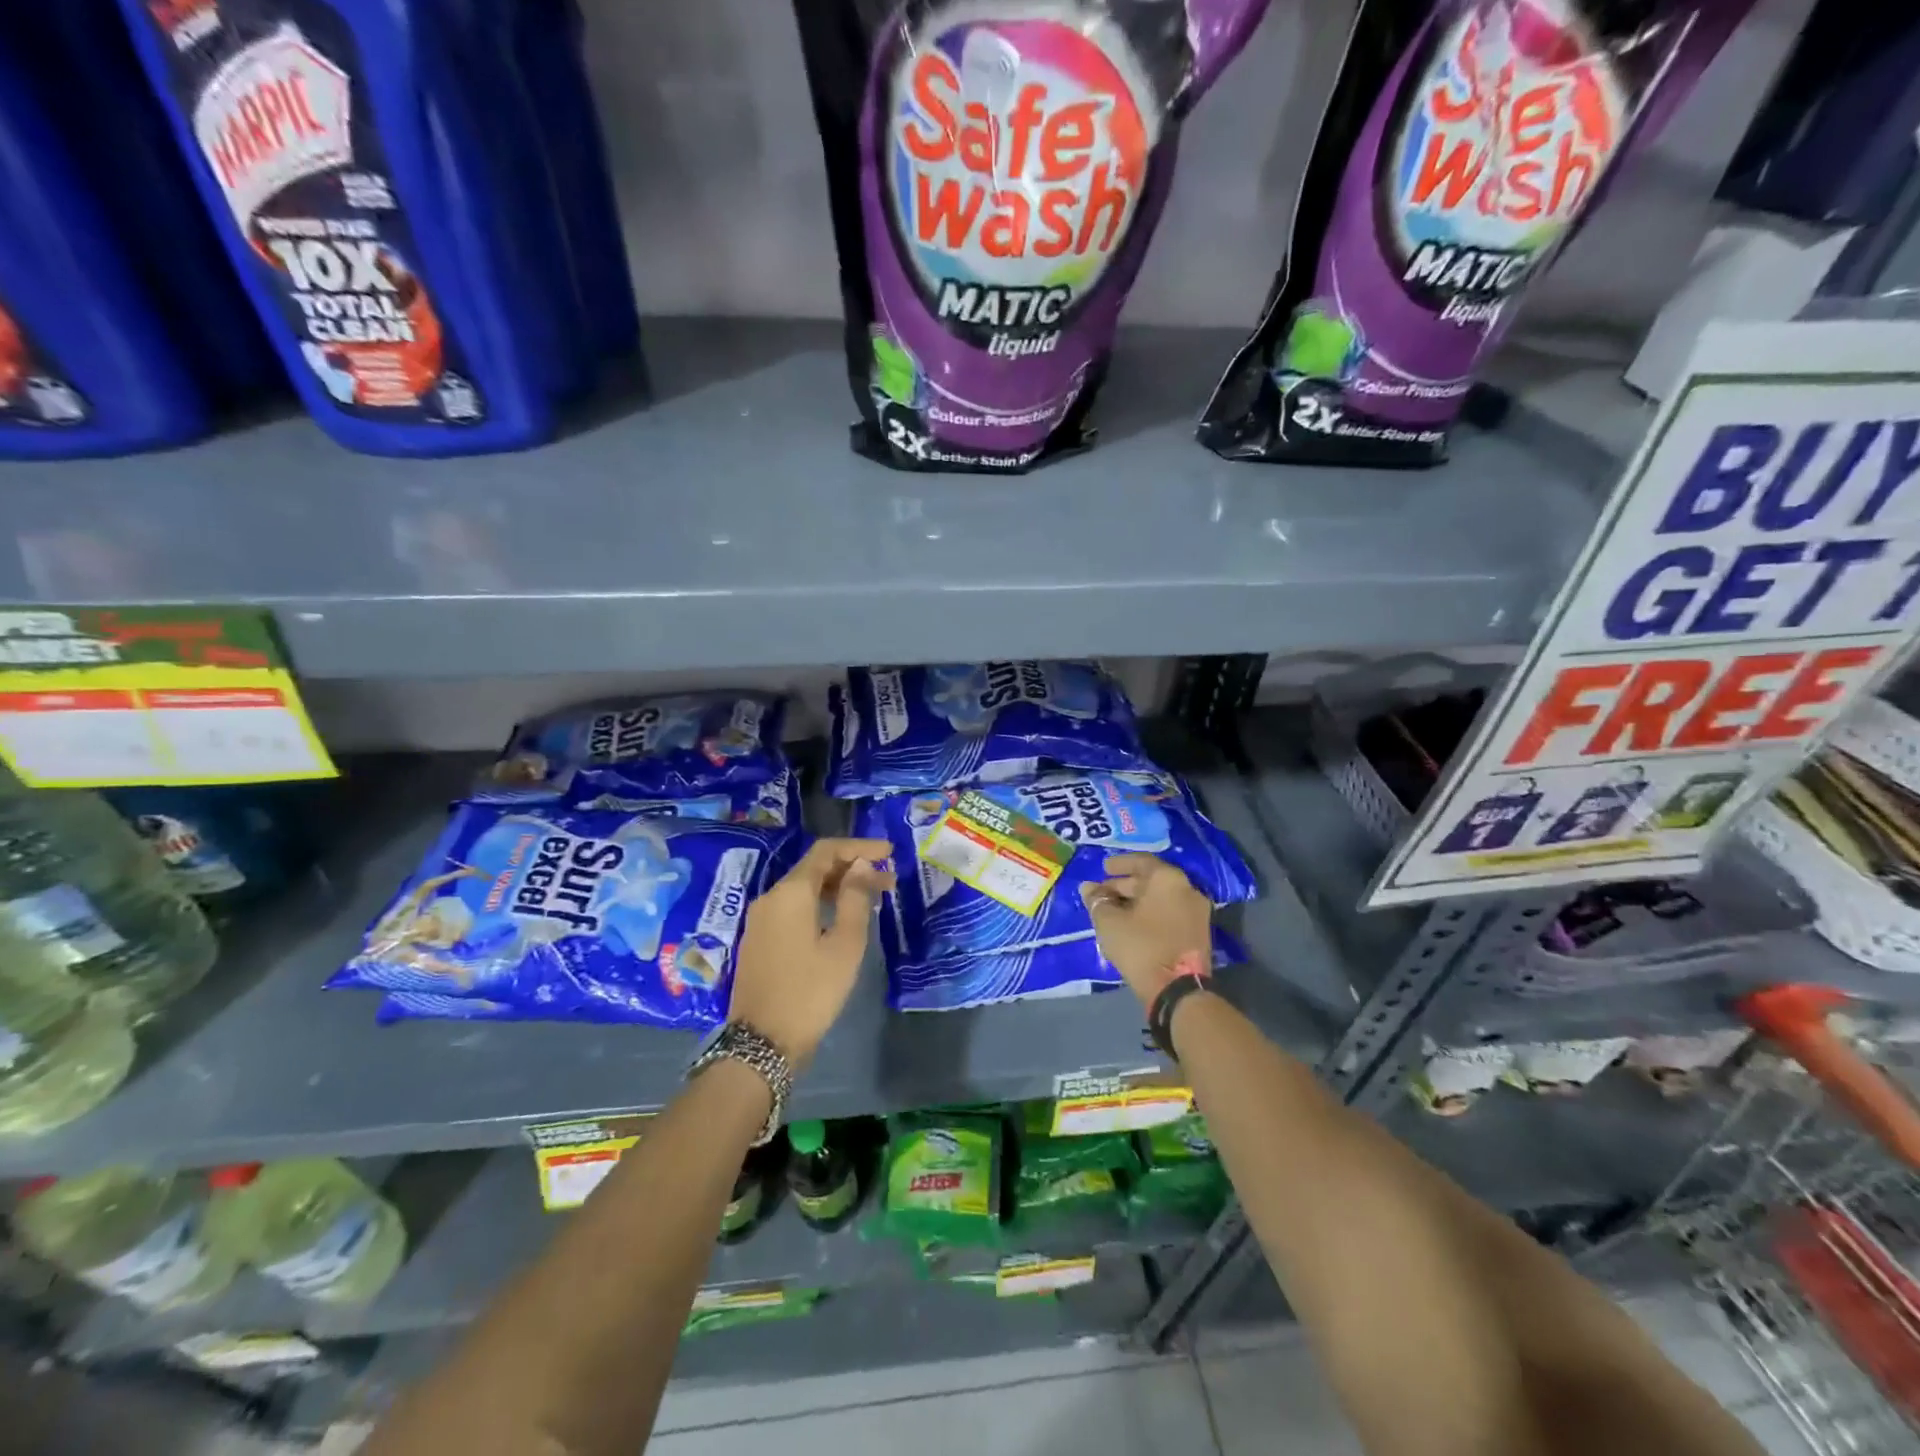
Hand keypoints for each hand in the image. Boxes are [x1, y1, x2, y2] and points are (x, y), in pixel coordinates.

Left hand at [728, 837, 894, 1067]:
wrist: (762, 1043)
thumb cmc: (811, 991)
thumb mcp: (845, 944)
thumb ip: (855, 898)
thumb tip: (861, 865)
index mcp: (791, 892)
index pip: (827, 851)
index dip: (860, 847)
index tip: (889, 852)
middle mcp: (771, 897)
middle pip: (815, 868)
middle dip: (853, 868)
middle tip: (889, 881)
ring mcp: (761, 919)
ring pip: (804, 889)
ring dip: (839, 887)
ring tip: (873, 899)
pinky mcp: (760, 940)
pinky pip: (794, 908)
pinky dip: (822, 904)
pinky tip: (843, 919)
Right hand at [1080, 853, 1213, 1008]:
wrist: (1178, 991)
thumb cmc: (1140, 946)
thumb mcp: (1109, 922)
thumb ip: (1097, 901)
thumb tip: (1088, 888)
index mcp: (1167, 879)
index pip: (1141, 861)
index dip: (1119, 864)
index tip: (1103, 868)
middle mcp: (1187, 889)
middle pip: (1152, 880)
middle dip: (1125, 886)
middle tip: (1103, 894)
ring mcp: (1197, 912)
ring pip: (1162, 898)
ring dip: (1137, 901)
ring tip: (1114, 911)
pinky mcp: (1199, 933)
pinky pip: (1170, 913)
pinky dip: (1151, 914)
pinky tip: (1132, 924)